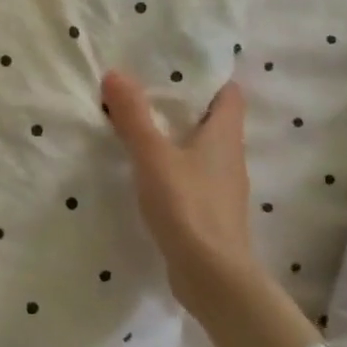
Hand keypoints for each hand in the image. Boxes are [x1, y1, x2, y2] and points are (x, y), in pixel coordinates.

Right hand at [103, 69, 321, 346]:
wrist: (212, 278)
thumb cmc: (188, 207)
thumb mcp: (153, 155)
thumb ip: (134, 116)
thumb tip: (115, 73)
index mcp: (225, 135)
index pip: (229, 93)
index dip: (208, 78)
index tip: (176, 68)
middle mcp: (230, 157)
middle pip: (213, 120)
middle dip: (184, 105)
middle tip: (146, 92)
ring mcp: (222, 188)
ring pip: (201, 150)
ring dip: (177, 138)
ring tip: (141, 128)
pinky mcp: (210, 213)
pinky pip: (192, 178)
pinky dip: (173, 168)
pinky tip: (147, 174)